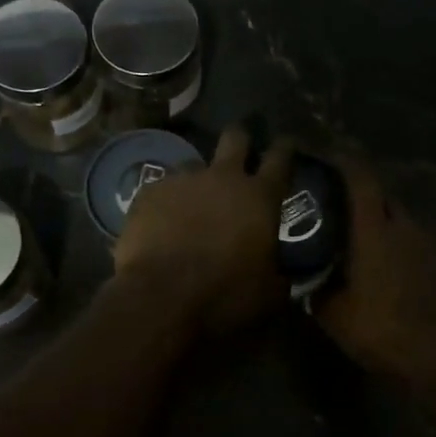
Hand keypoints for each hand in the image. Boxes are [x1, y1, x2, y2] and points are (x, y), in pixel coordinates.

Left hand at [114, 126, 295, 334]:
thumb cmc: (225, 295)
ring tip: (192, 202)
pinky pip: (162, 188)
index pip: (280, 158)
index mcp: (260, 197)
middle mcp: (223, 177)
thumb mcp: (268, 293)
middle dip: (239, 140)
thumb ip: (277, 274)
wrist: (161, 298)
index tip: (286, 143)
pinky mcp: (149, 192)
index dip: (285, 148)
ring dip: (198, 180)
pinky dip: (166, 202)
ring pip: (193, 164)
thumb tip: (280, 275)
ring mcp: (182, 180)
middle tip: (239, 152)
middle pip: (235, 138)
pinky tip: (162, 221)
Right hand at [314, 157, 435, 377]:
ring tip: (362, 238)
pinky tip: (390, 266)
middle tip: (338, 206)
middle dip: (362, 195)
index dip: (344, 163)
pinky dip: (401, 245)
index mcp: (375, 229)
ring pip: (402, 220)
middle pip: (383, 196)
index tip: (326, 159)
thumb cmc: (384, 329)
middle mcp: (405, 226)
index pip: (360, 179)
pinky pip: (416, 242)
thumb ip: (317, 289)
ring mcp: (431, 244)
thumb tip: (304, 277)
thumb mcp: (335, 315)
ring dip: (384, 222)